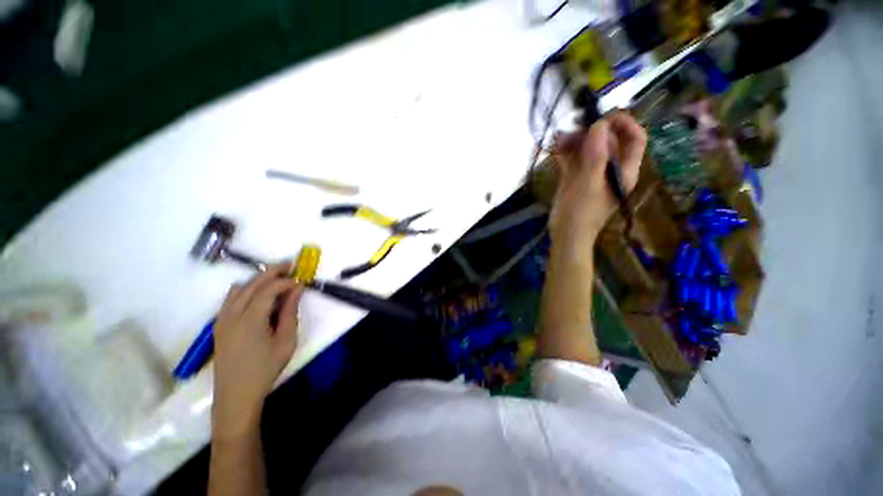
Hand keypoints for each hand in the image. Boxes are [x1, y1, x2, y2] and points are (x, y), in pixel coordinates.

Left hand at [212, 265, 303, 438]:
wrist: (236, 395)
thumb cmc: (265, 369)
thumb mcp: (286, 341)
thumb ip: (290, 312)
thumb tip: (297, 289)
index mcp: (250, 319)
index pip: (269, 289)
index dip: (286, 281)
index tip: (301, 279)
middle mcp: (232, 314)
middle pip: (252, 283)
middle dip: (272, 272)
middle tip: (291, 266)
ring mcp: (221, 319)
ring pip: (239, 288)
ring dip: (258, 280)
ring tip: (276, 280)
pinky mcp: (218, 325)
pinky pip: (231, 299)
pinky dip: (246, 290)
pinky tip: (258, 296)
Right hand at [548, 112, 646, 242]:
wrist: (565, 235)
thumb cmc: (580, 213)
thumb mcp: (589, 183)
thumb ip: (596, 154)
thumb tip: (599, 125)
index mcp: (624, 170)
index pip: (634, 139)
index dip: (623, 124)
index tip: (602, 117)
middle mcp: (610, 169)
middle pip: (607, 141)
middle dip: (590, 133)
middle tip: (571, 132)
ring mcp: (592, 174)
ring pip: (587, 149)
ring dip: (573, 142)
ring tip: (557, 142)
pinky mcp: (576, 179)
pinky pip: (573, 160)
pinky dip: (565, 153)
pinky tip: (554, 150)